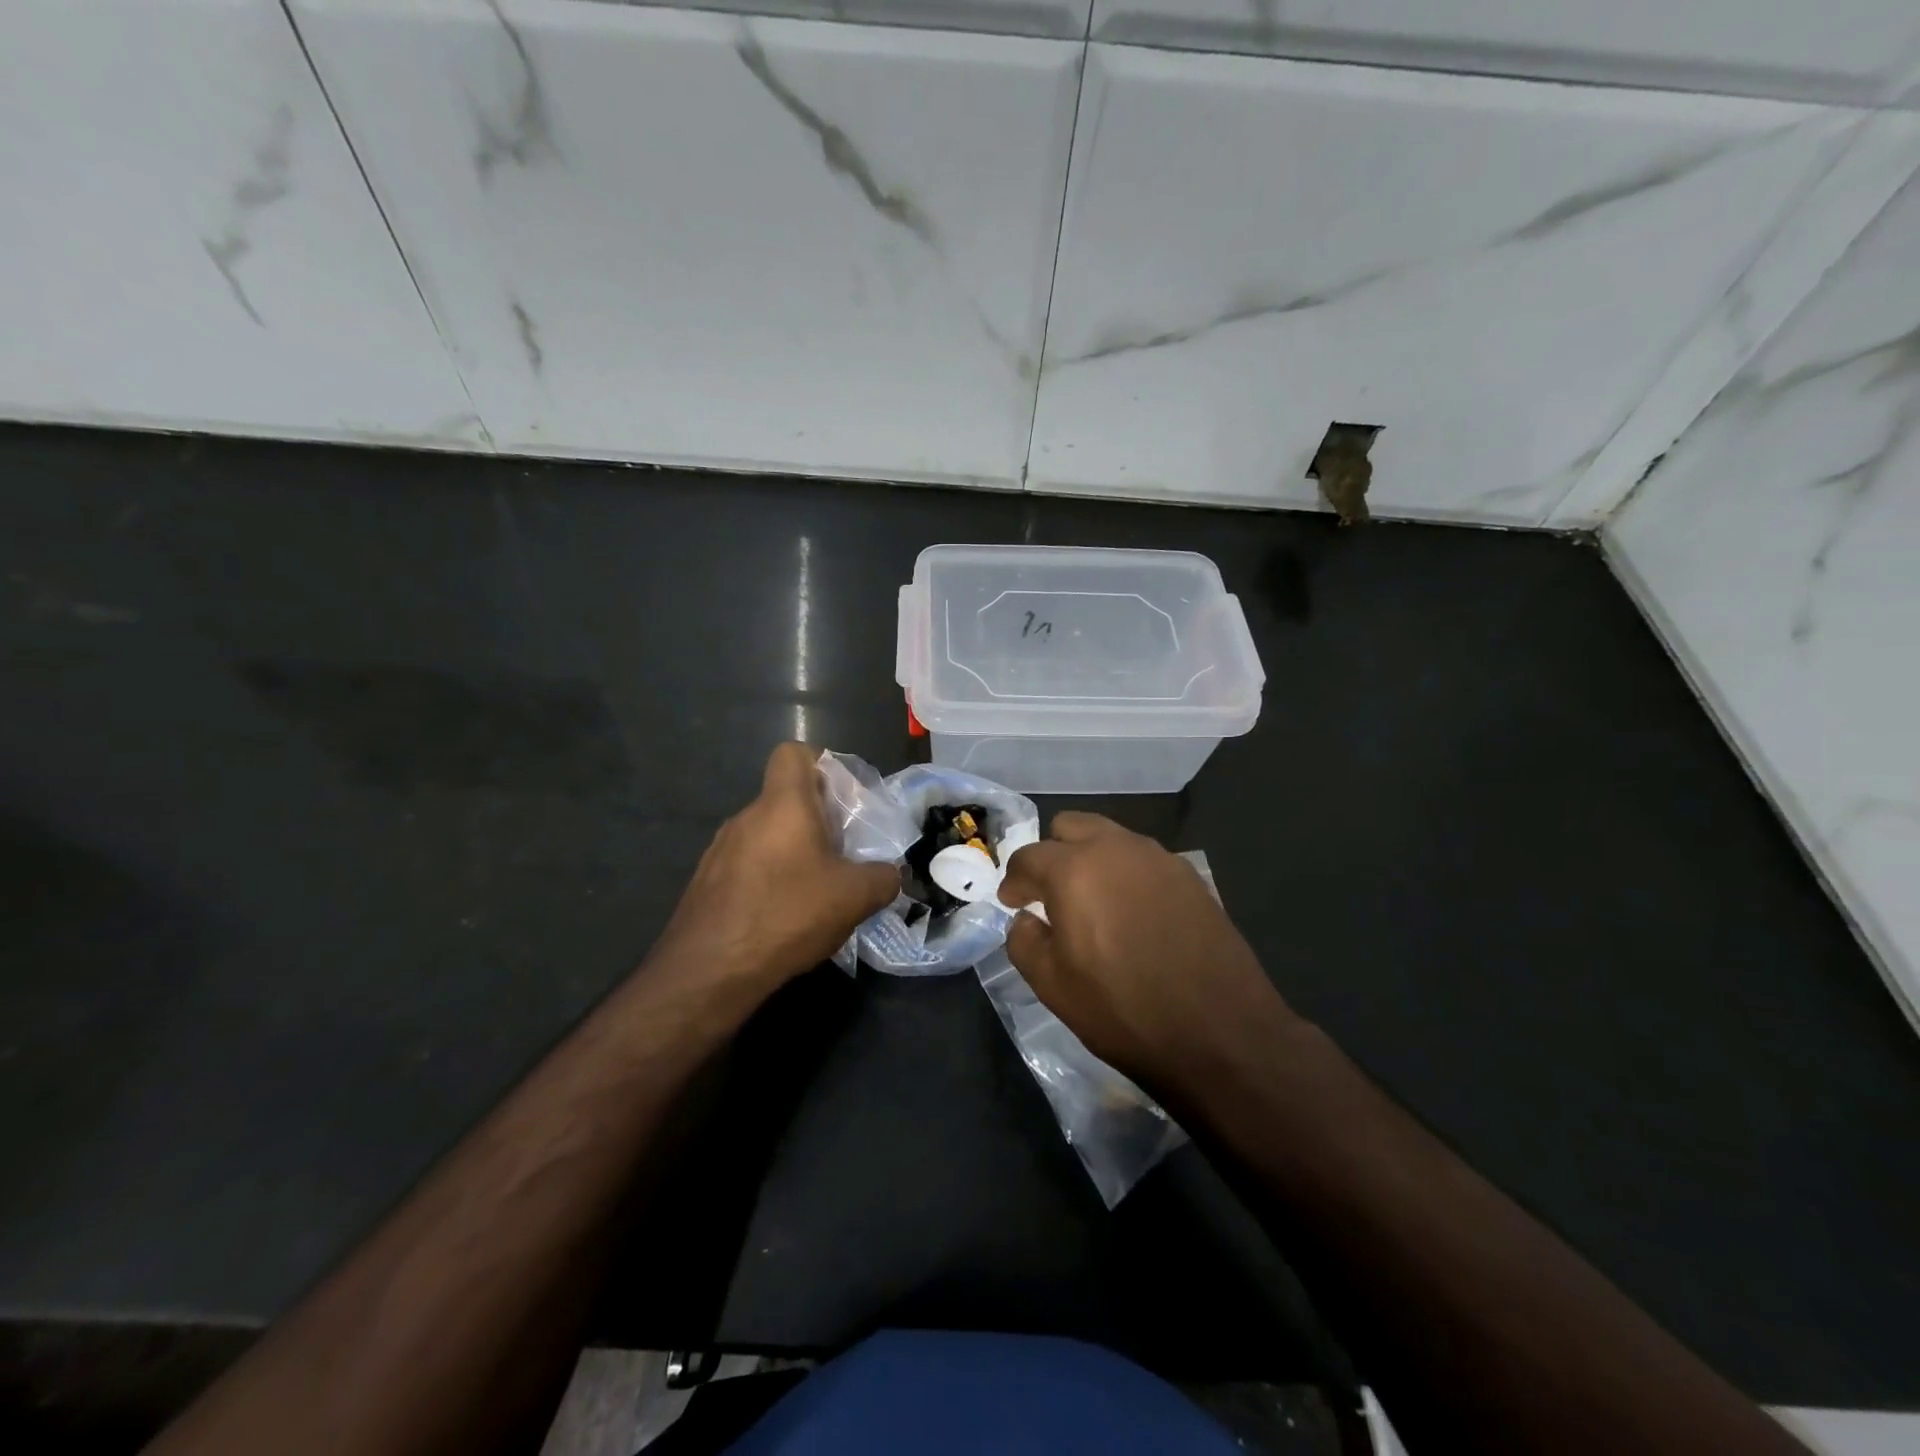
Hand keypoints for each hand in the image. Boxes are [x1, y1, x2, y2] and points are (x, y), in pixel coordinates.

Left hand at [653, 744, 899, 994]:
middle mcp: (746, 817)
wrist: (709, 971)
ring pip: (766, 835)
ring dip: (793, 852)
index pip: (793, 753)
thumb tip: (891, 874)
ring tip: (817, 891)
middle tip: (844, 854)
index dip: (820, 764)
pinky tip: (783, 916)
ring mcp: (720, 850)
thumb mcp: (855, 897)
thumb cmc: (787, 914)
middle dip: (817, 820)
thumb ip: (883, 877)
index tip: (842, 800)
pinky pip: (747, 866)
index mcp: (783, 805)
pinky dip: (769, 879)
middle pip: (785, 799)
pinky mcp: (706, 883)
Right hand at [997, 813, 1299, 1090]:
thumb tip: (1027, 920)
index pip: (1029, 856)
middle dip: (1053, 854)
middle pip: (1071, 826)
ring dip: (1092, 860)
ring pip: (1111, 838)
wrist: (1221, 1034)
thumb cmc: (1124, 1012)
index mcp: (1074, 870)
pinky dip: (1127, 875)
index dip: (1014, 880)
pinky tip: (1134, 915)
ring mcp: (1159, 858)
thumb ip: (1024, 942)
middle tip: (1051, 894)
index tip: (1013, 903)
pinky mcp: (1190, 877)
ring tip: (1094, 904)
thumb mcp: (1053, 987)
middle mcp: (1116, 849)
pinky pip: (1144, 860)